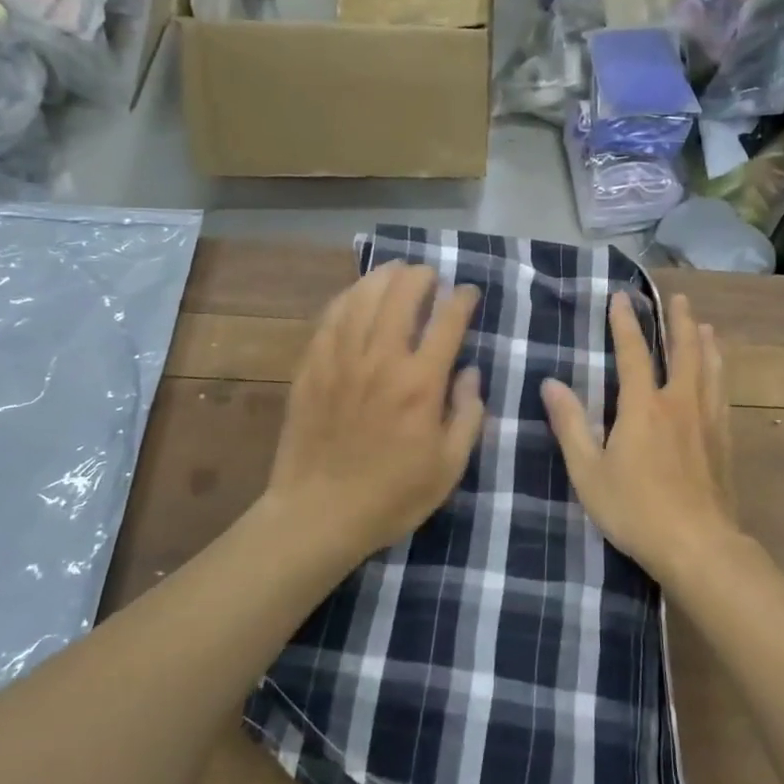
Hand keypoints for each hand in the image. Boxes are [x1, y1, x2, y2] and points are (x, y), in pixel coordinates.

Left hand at [263, 260, 485, 563]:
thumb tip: (470, 372)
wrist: (319, 513)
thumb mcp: (449, 466)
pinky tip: (357, 294)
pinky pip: (331, 317)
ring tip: (397, 271)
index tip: (469, 293)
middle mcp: (381, 359)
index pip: (447, 321)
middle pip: (402, 295)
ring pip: (364, 297)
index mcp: (420, 383)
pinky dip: (349, 296)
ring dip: (384, 277)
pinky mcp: (312, 366)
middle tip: (431, 276)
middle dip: (422, 276)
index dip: (462, 298)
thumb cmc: (392, 495)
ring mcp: (342, 359)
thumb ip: (468, 414)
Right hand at [541, 292, 735, 582]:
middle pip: (684, 351)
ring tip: (705, 326)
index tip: (621, 297)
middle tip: (679, 298)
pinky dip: (720, 374)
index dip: (625, 323)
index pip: (633, 353)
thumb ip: (571, 425)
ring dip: (705, 343)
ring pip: (710, 369)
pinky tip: (720, 377)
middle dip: (679, 322)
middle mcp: (679, 403)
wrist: (699, 546)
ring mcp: (707, 421)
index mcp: (644, 407)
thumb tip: (551, 384)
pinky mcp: (724, 441)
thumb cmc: (636, 510)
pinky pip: (723, 394)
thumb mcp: (589, 472)